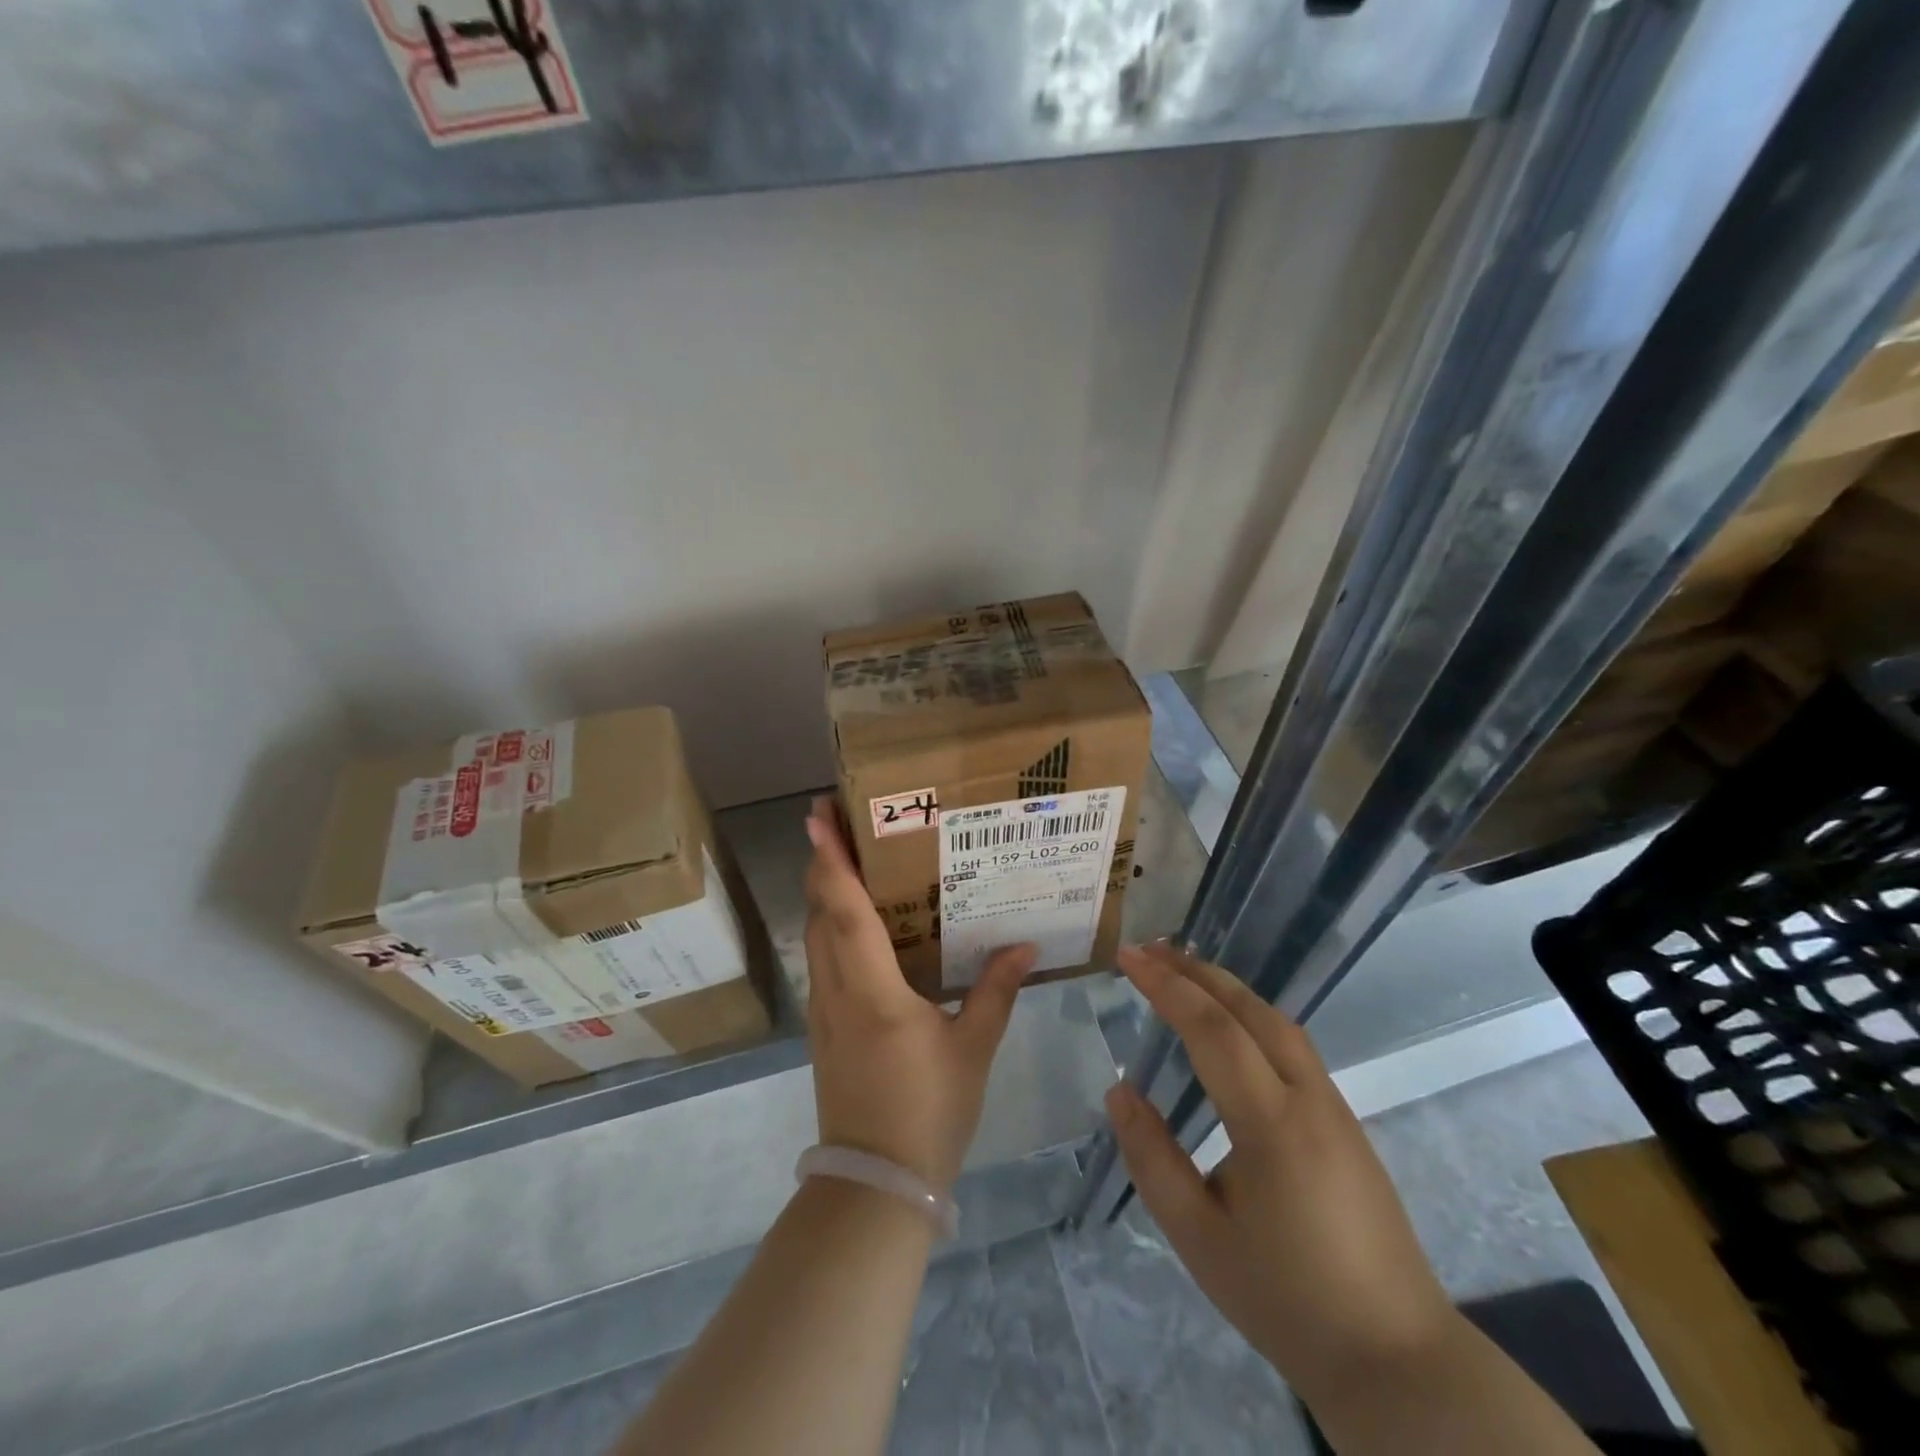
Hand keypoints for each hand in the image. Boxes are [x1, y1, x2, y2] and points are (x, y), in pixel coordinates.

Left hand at [802, 797, 1034, 1190]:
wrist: (875, 1185)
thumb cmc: (927, 1111)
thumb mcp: (972, 1049)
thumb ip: (996, 992)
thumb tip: (1025, 947)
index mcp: (872, 990)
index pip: (844, 911)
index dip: (831, 861)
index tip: (818, 818)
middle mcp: (836, 990)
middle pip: (819, 914)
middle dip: (823, 864)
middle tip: (841, 823)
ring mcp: (823, 1010)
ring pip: (815, 937)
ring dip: (824, 894)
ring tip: (850, 861)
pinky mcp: (824, 1028)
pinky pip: (822, 961)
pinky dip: (831, 928)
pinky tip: (858, 926)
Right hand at [1104, 942, 1454, 1405]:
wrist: (1397, 1360)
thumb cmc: (1286, 1300)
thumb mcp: (1198, 1238)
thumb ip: (1152, 1158)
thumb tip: (1120, 1091)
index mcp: (1272, 1124)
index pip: (1211, 1029)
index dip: (1166, 986)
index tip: (1127, 957)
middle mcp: (1309, 1099)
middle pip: (1250, 1010)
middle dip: (1196, 971)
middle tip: (1149, 950)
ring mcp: (1336, 1108)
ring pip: (1278, 1022)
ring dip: (1227, 988)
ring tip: (1183, 972)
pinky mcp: (1346, 1123)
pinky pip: (1293, 1046)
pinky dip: (1251, 1015)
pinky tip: (1231, 1026)